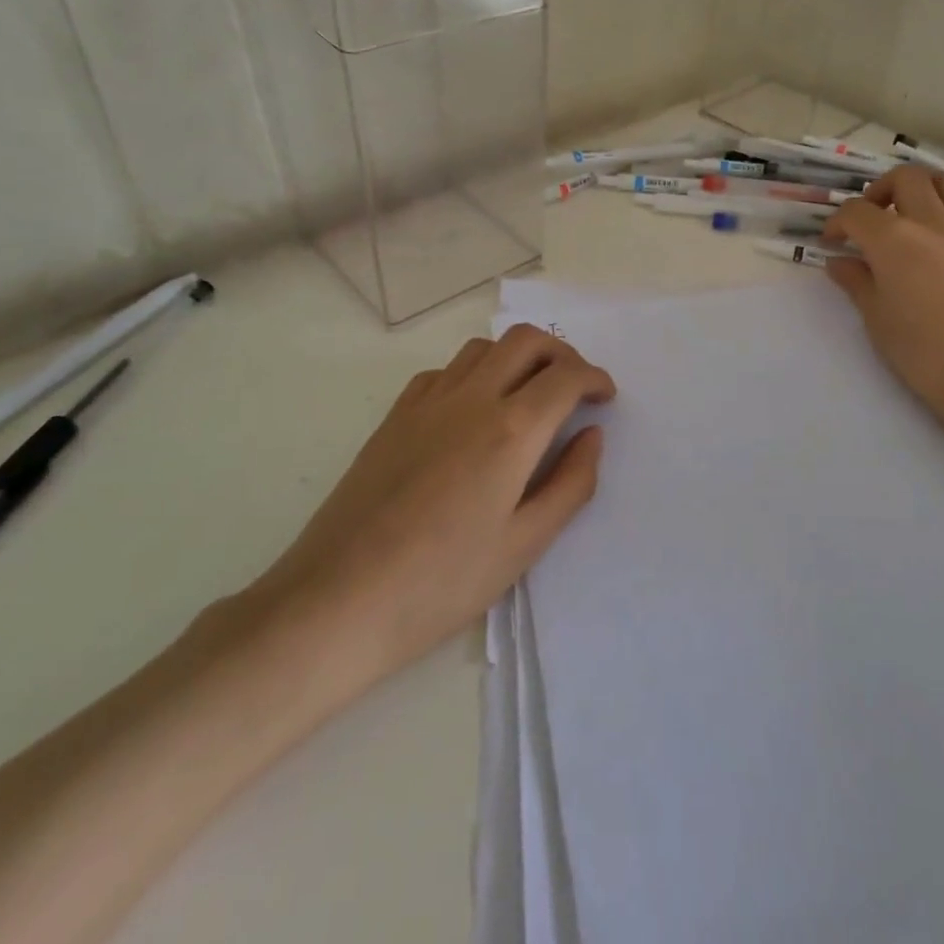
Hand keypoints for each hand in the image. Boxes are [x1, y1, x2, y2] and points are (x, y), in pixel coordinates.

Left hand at [244, 324, 614, 706]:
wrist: (337, 601)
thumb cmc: (441, 584)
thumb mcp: (524, 545)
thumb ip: (571, 484)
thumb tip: (592, 436)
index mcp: (511, 431)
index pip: (566, 376)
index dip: (595, 378)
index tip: (605, 397)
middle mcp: (472, 399)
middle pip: (526, 341)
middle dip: (562, 354)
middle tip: (574, 387)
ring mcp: (427, 402)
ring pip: (483, 348)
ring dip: (517, 357)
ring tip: (528, 394)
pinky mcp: (395, 416)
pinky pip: (445, 371)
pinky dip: (474, 373)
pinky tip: (473, 411)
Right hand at [822, 165, 943, 421]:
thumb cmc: (923, 352)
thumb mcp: (877, 319)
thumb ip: (856, 282)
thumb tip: (840, 262)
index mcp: (893, 240)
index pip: (856, 211)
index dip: (838, 222)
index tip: (833, 242)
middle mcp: (933, 223)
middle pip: (906, 177)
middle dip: (882, 190)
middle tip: (874, 218)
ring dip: (926, 189)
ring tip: (916, 215)